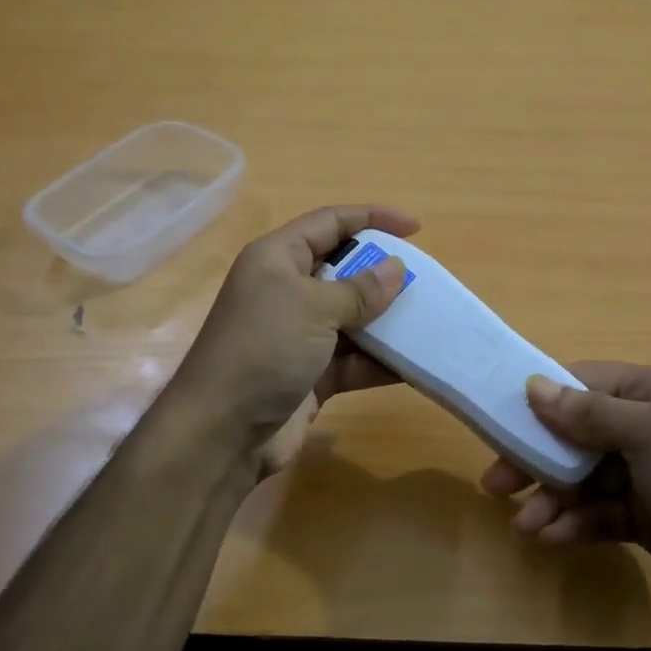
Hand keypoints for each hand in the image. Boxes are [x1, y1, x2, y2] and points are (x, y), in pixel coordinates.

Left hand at [164, 204, 417, 473]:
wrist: (222, 433)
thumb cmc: (264, 349)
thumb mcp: (313, 308)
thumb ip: (359, 289)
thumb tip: (396, 269)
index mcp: (277, 259)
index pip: (329, 223)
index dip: (372, 218)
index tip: (415, 229)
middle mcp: (286, 292)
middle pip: (343, 270)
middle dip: (382, 274)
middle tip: (425, 281)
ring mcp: (298, 336)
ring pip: (351, 318)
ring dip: (386, 321)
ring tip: (428, 321)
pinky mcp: (310, 375)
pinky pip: (353, 360)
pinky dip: (379, 362)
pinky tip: (414, 365)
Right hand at [480, 363, 650, 645]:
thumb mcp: (650, 437)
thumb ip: (588, 412)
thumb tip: (534, 385)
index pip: (586, 382)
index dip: (543, 400)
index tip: (499, 421)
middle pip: (579, 432)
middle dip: (538, 457)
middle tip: (495, 482)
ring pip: (586, 477)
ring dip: (553, 498)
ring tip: (525, 525)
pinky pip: (602, 512)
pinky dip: (576, 523)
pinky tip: (552, 539)